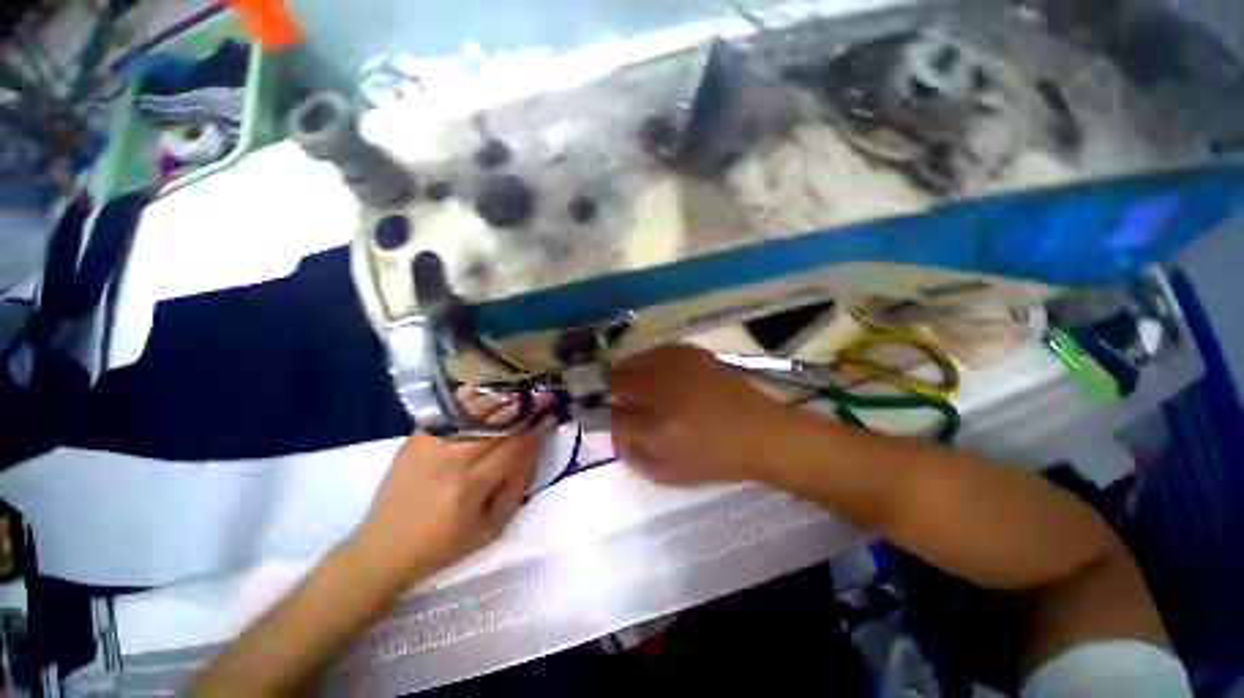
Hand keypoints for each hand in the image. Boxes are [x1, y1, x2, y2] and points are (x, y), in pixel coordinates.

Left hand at [356, 389, 554, 578]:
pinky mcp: (413, 441)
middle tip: (540, 397)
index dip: (536, 431)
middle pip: (494, 425)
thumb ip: (517, 487)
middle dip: (523, 408)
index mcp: (469, 488)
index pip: (513, 449)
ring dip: (500, 400)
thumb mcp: (491, 528)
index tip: (550, 417)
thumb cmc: (444, 544)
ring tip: (519, 392)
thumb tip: (533, 450)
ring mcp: (428, 447)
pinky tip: (486, 393)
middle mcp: (449, 462)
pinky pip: (449, 414)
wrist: (383, 547)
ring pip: (472, 414)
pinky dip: (470, 402)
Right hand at [610, 345, 793, 485]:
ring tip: (633, 385)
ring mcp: (679, 367)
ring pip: (632, 361)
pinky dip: (646, 362)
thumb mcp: (668, 473)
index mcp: (658, 429)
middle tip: (618, 400)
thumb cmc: (715, 460)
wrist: (760, 433)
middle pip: (616, 380)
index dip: (607, 418)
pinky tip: (654, 372)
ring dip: (625, 374)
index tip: (611, 419)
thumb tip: (613, 429)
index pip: (613, 416)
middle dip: (610, 391)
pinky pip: (654, 352)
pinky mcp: (692, 353)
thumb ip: (632, 453)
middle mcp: (664, 392)